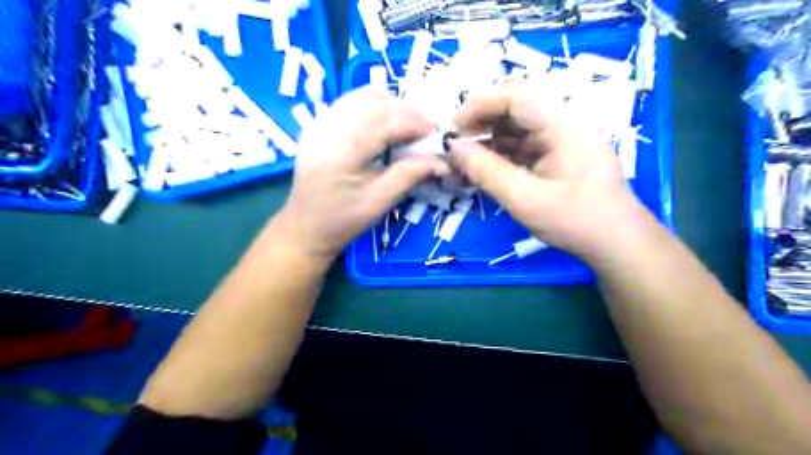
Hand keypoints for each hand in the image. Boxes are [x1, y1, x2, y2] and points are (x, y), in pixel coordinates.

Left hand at [276, 87, 445, 260]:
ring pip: (362, 96)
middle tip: (424, 130)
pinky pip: (351, 103)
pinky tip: (384, 126)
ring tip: (406, 127)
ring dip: (390, 106)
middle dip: (405, 111)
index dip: (414, 121)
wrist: (305, 227)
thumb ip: (410, 175)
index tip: (436, 131)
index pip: (385, 120)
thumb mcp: (380, 201)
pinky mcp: (319, 125)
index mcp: (342, 150)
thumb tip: (442, 161)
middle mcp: (328, 127)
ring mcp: (320, 123)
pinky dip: (373, 108)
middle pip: (374, 101)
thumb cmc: (343, 220)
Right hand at [450, 82, 647, 259]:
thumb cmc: (575, 220)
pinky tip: (485, 170)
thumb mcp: (525, 199)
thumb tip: (454, 148)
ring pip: (517, 126)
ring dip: (489, 140)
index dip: (480, 104)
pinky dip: (502, 154)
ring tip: (466, 162)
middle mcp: (564, 122)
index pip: (516, 95)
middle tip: (457, 145)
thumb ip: (487, 172)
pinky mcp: (559, 153)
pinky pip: (524, 144)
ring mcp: (562, 138)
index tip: (453, 127)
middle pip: (516, 107)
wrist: (616, 242)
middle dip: (482, 122)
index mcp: (563, 125)